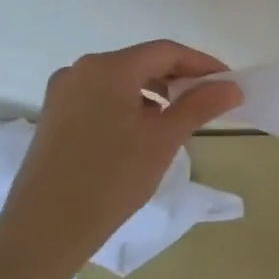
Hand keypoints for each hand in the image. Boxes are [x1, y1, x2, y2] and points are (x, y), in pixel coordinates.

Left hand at [0, 41, 243, 278]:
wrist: (46, 226)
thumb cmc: (112, 178)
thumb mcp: (164, 140)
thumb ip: (200, 106)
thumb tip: (232, 87)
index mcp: (109, 68)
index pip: (166, 52)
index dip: (202, 64)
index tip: (228, 83)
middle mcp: (81, 70)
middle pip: (142, 63)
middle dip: (179, 79)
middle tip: (209, 103)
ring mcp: (63, 92)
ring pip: (121, 82)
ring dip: (155, 94)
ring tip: (178, 123)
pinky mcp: (55, 115)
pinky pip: (101, 98)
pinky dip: (129, 106)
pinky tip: (142, 134)